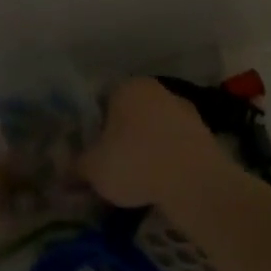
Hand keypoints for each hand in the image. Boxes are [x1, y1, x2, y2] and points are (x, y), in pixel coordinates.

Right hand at [79, 77, 231, 208]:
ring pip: (154, 129)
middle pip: (130, 114)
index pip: (101, 100)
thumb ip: (75, 166)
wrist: (196, 183)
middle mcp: (157, 90)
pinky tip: (159, 183)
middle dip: (119, 136)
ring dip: (145, 148)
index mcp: (127, 87)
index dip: (91, 126)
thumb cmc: (135, 163)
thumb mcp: (92, 169)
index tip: (88, 149)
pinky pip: (175, 146)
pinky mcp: (205, 134)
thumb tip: (65, 171)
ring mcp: (185, 111)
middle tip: (108, 165)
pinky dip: (166, 160)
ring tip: (134, 180)